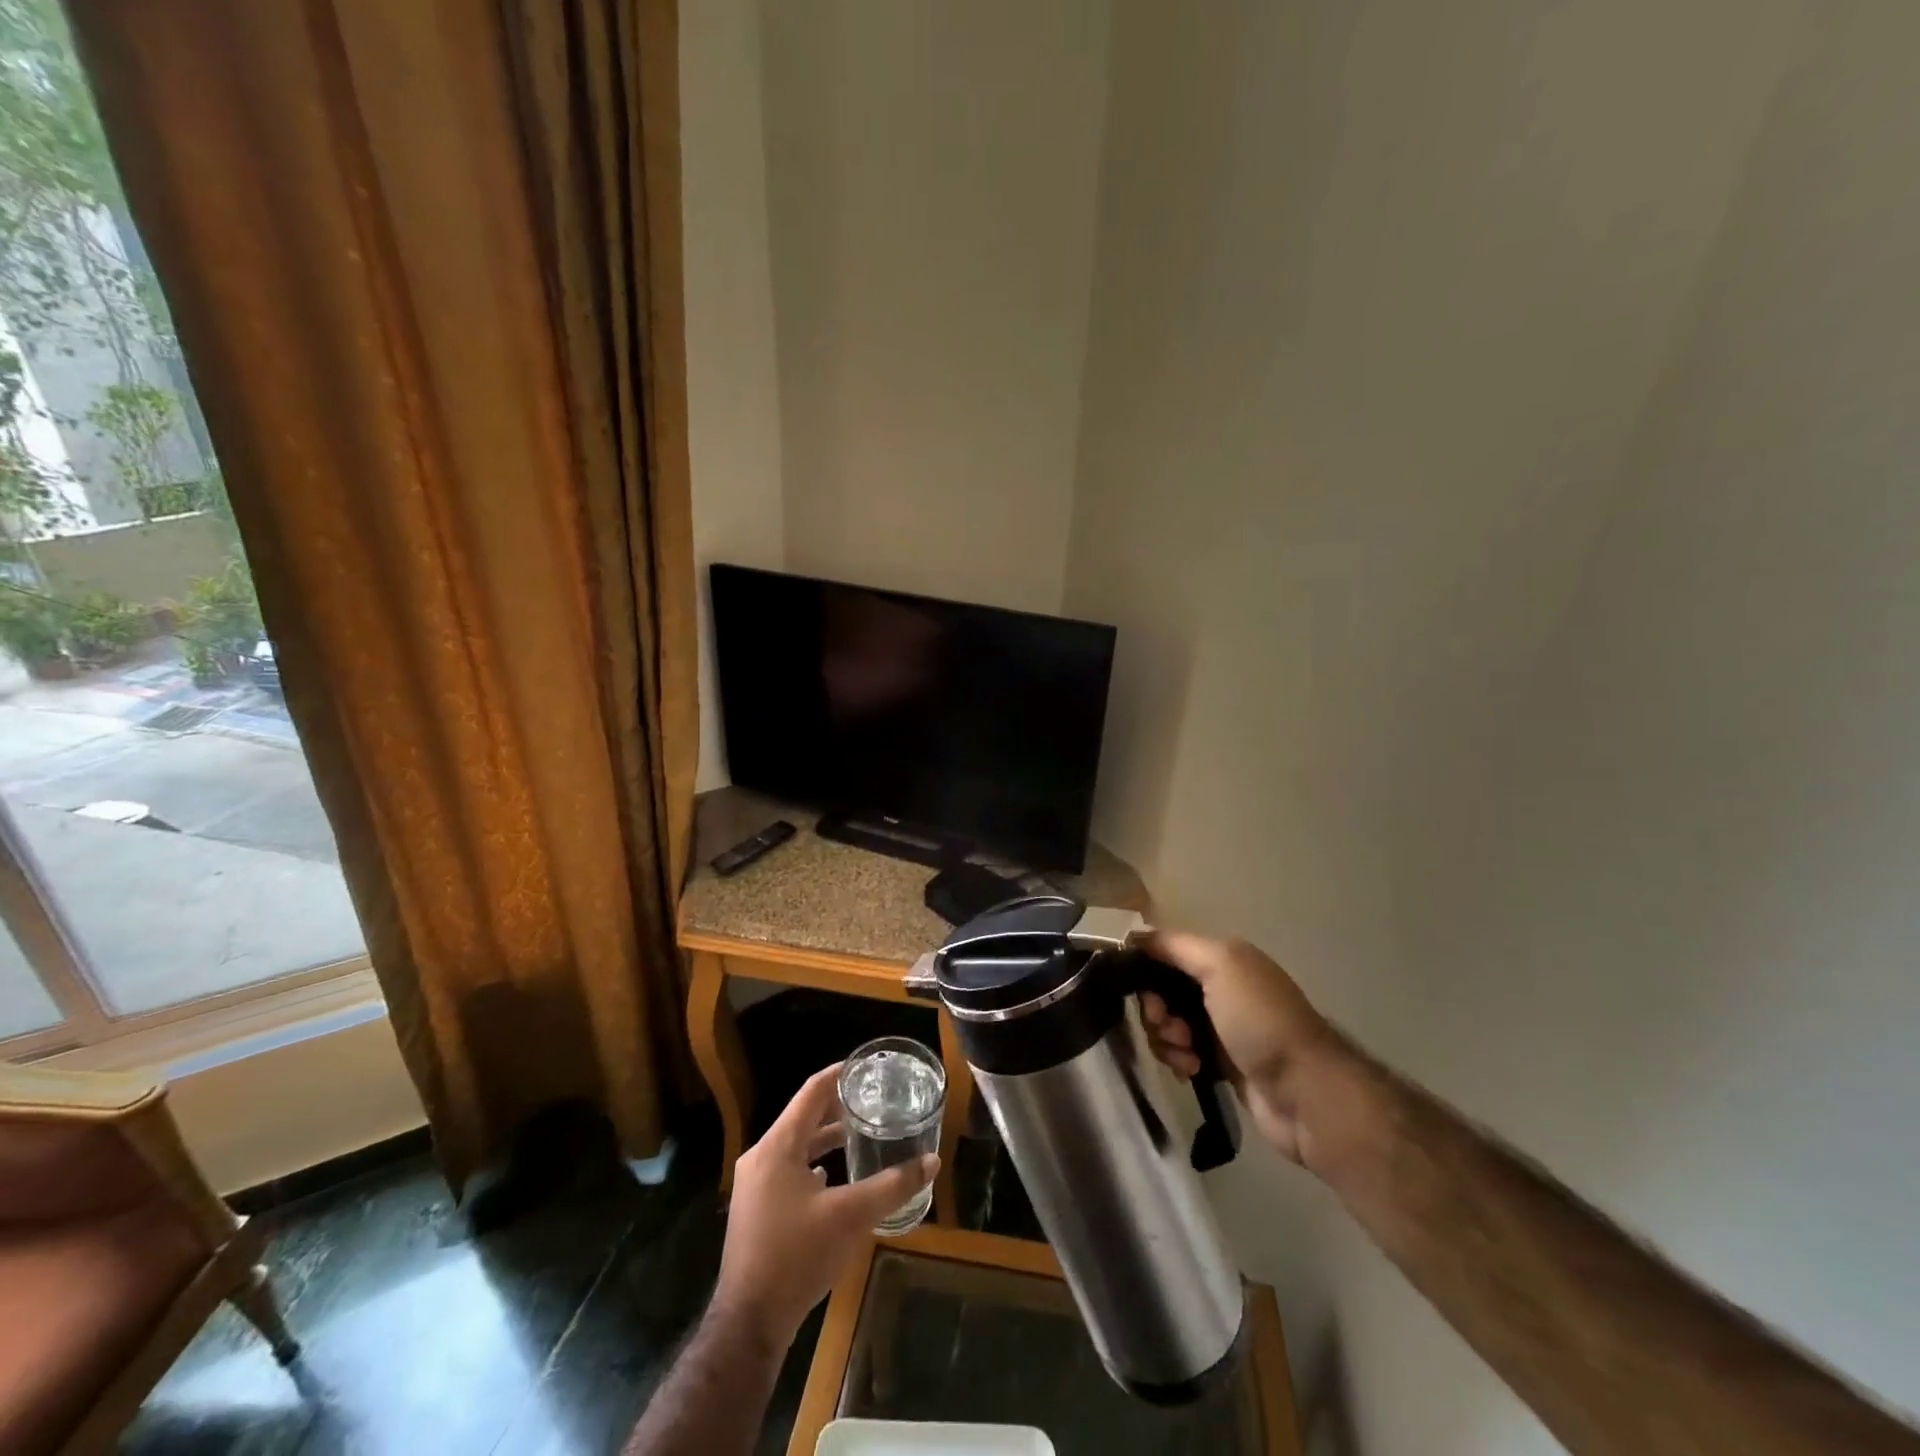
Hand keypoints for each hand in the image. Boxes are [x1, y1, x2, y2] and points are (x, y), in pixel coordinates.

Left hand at [713, 1064, 938, 1348]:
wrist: (748, 1323)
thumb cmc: (797, 1256)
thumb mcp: (851, 1216)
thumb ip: (892, 1185)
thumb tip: (932, 1161)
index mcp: (778, 1146)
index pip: (812, 1091)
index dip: (840, 1074)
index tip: (867, 1066)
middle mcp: (761, 1157)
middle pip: (803, 1116)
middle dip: (837, 1106)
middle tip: (872, 1098)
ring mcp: (754, 1185)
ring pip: (796, 1145)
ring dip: (826, 1137)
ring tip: (860, 1132)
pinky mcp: (756, 1210)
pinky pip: (788, 1170)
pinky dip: (813, 1163)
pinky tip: (833, 1176)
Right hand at [1139, 929, 1362, 1170]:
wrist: (1304, 1093)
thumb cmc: (1260, 1021)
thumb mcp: (1222, 965)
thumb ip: (1177, 946)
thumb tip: (1135, 938)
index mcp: (1224, 958)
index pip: (1167, 951)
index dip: (1146, 967)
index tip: (1142, 991)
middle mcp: (1221, 987)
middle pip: (1162, 990)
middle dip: (1156, 1009)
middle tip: (1167, 1027)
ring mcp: (1221, 1027)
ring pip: (1168, 1024)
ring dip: (1167, 1039)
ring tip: (1186, 1055)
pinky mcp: (1220, 1063)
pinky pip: (1181, 1052)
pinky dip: (1179, 1059)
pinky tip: (1193, 1070)